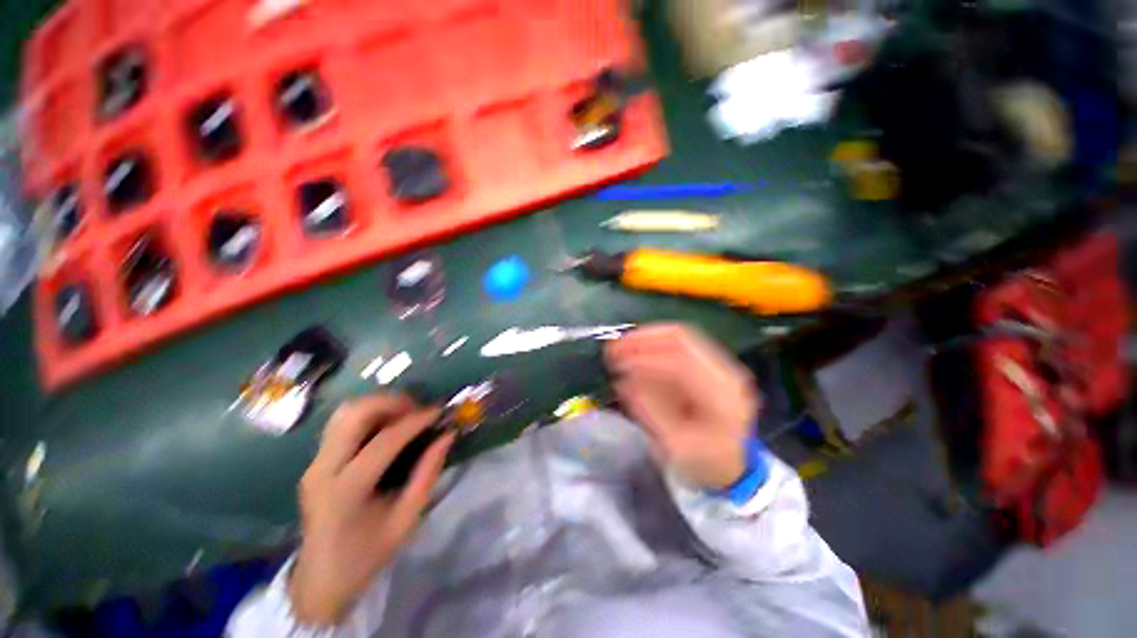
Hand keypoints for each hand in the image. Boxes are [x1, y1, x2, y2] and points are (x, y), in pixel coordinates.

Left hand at [289, 394, 453, 625]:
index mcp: (346, 490)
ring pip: (345, 413)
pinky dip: (368, 415)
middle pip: (353, 414)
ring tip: (405, 414)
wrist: (320, 579)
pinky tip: (387, 426)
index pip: (383, 441)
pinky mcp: (315, 461)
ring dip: (378, 405)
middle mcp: (323, 469)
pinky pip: (342, 423)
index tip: (439, 411)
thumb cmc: (367, 554)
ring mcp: (314, 463)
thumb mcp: (406, 519)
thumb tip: (447, 435)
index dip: (415, 421)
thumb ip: (428, 473)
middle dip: (391, 402)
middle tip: (417, 409)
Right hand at [605, 324, 758, 489]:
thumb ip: (650, 411)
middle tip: (613, 348)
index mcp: (721, 397)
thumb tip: (623, 382)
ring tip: (618, 347)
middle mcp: (725, 373)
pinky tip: (634, 352)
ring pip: (679, 338)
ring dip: (645, 339)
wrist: (732, 466)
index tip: (617, 364)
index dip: (645, 359)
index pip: (681, 363)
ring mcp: (719, 366)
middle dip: (642, 340)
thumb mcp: (674, 446)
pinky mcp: (709, 364)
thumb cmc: (703, 462)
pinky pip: (677, 345)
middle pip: (682, 340)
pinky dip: (652, 345)